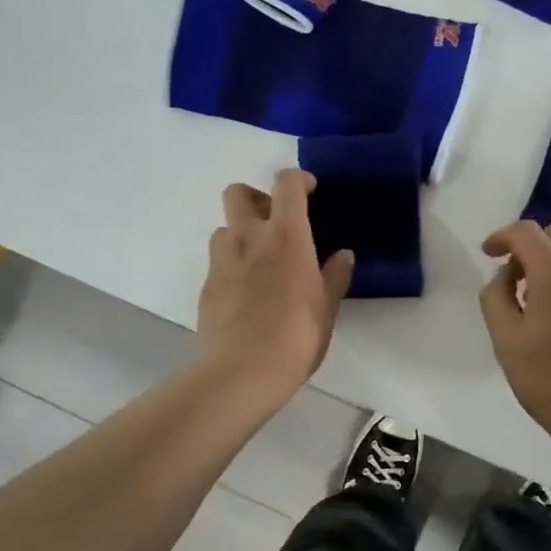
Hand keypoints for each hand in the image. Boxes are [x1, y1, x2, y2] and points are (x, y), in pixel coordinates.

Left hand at [198, 170, 353, 396]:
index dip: (297, 179)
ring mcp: (222, 261)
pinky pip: (218, 262)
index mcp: (287, 235)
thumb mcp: (327, 307)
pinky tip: (246, 293)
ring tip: (259, 260)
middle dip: (256, 198)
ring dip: (240, 234)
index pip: (286, 183)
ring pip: (223, 228)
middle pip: (238, 192)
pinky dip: (232, 266)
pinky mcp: (206, 286)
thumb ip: (335, 276)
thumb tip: (343, 256)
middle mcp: (250, 238)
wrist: (245, 371)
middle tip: (276, 222)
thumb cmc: (298, 335)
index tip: (310, 192)